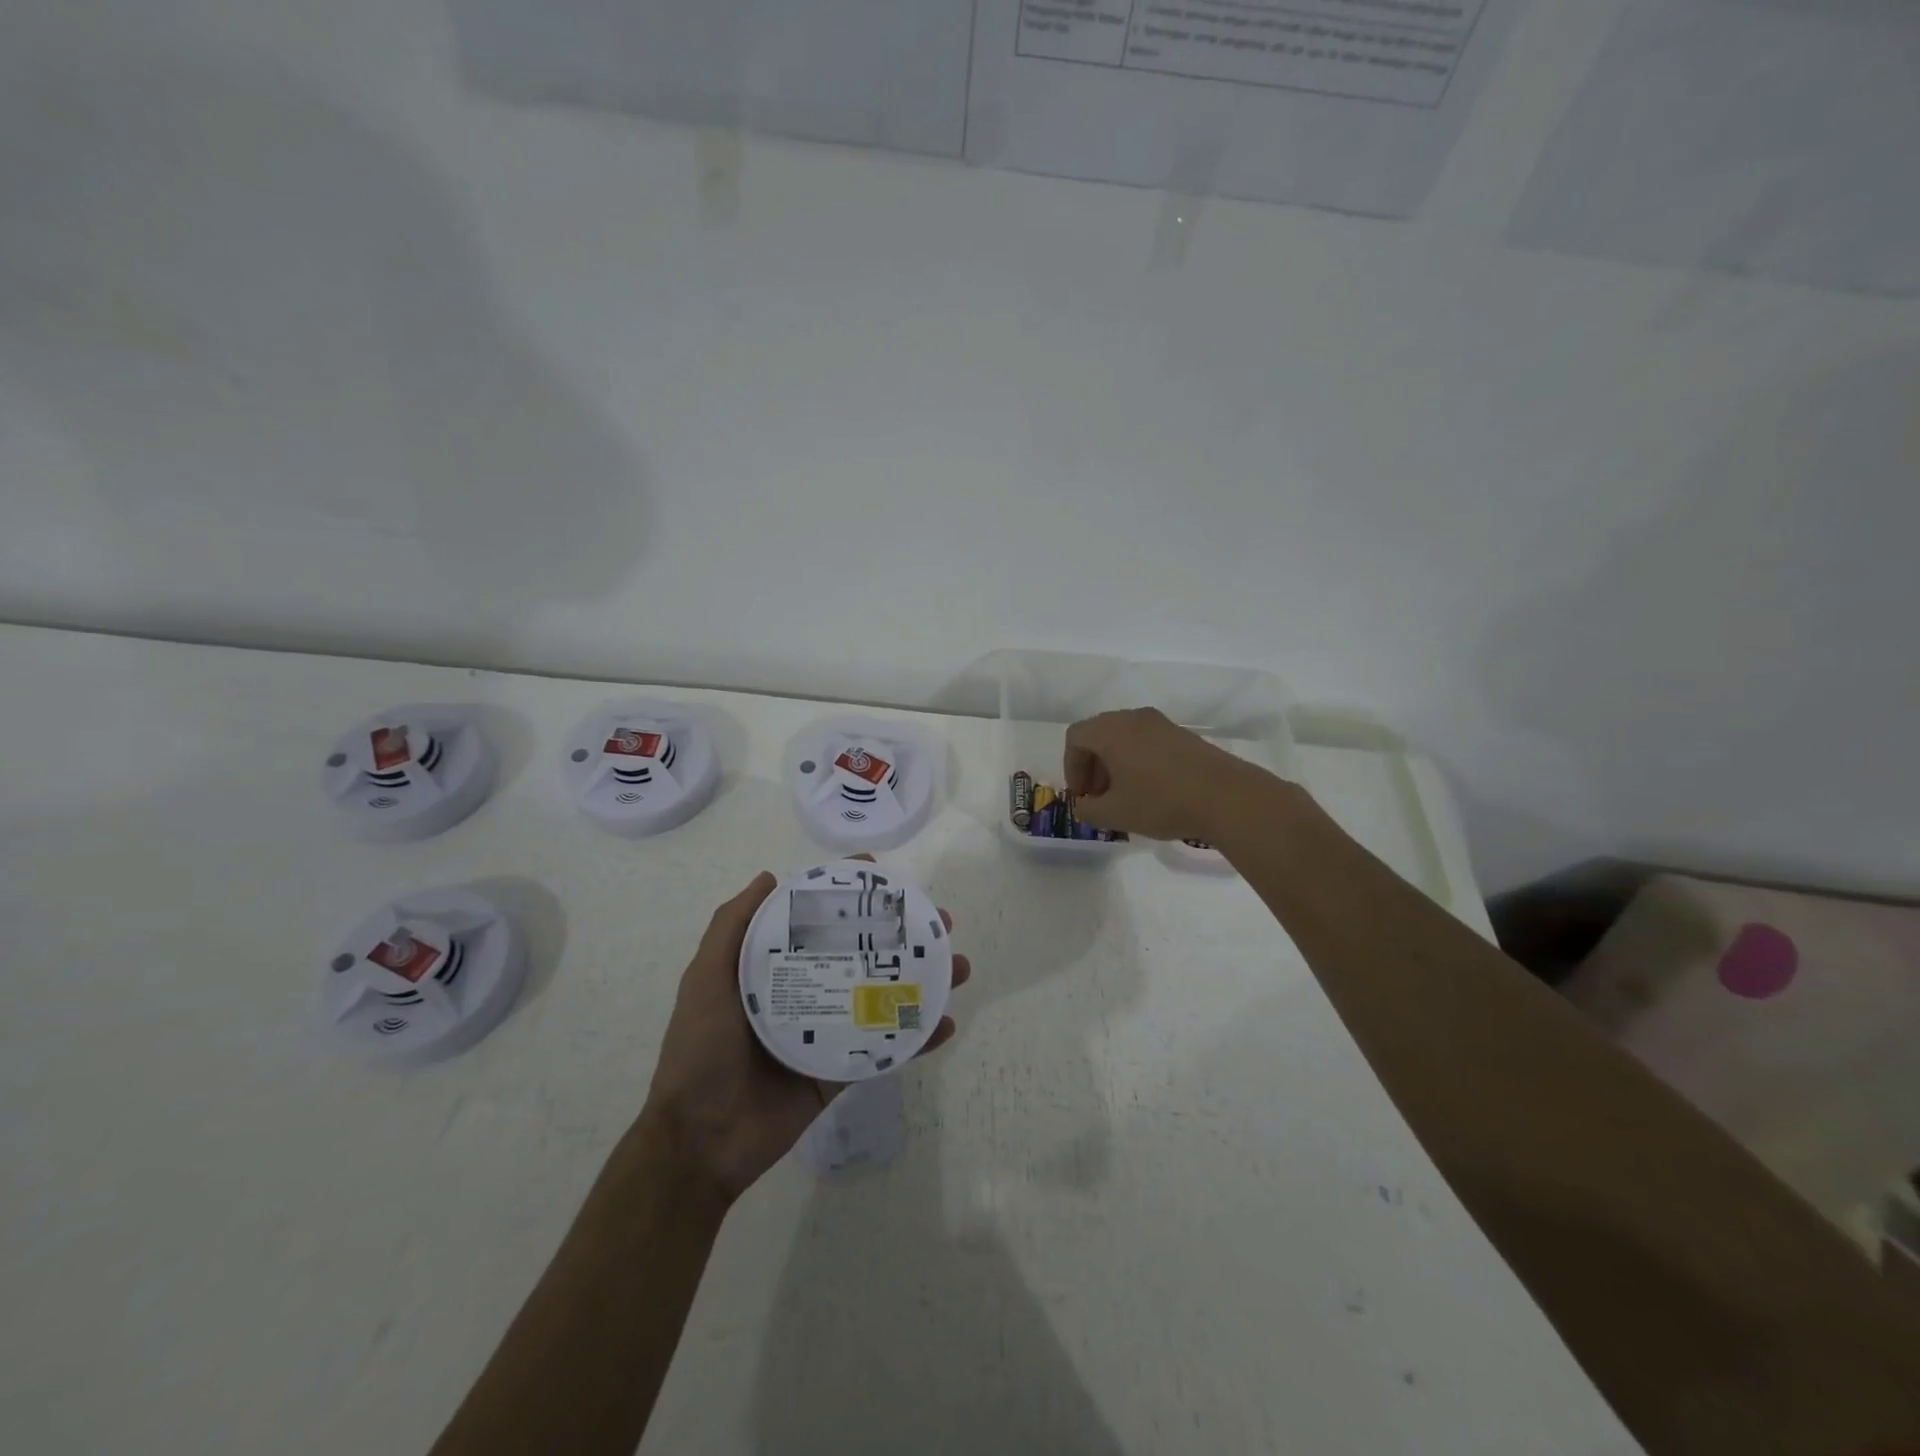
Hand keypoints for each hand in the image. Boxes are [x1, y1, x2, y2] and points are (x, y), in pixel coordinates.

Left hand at [640, 863, 968, 1203]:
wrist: (700, 1140)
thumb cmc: (701, 1049)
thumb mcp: (706, 978)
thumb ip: (731, 927)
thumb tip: (770, 878)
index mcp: (777, 968)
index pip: (820, 921)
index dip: (851, 897)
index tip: (883, 876)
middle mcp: (807, 992)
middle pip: (863, 954)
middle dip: (903, 935)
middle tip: (938, 922)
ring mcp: (829, 1032)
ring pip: (884, 997)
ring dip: (923, 980)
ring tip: (957, 966)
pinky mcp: (842, 1072)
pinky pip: (886, 1049)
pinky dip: (917, 1037)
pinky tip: (944, 1022)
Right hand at [1064, 707, 1266, 841]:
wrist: (1227, 797)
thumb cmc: (1161, 802)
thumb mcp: (1115, 814)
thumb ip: (1088, 809)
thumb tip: (1085, 804)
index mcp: (1111, 731)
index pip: (1076, 738)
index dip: (1071, 767)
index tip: (1082, 795)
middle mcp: (1134, 718)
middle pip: (1099, 734)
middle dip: (1092, 766)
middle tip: (1099, 796)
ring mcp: (1162, 724)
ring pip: (1125, 737)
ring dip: (1116, 764)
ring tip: (1125, 796)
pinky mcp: (1183, 735)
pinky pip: (1148, 742)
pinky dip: (1139, 761)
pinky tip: (1152, 790)